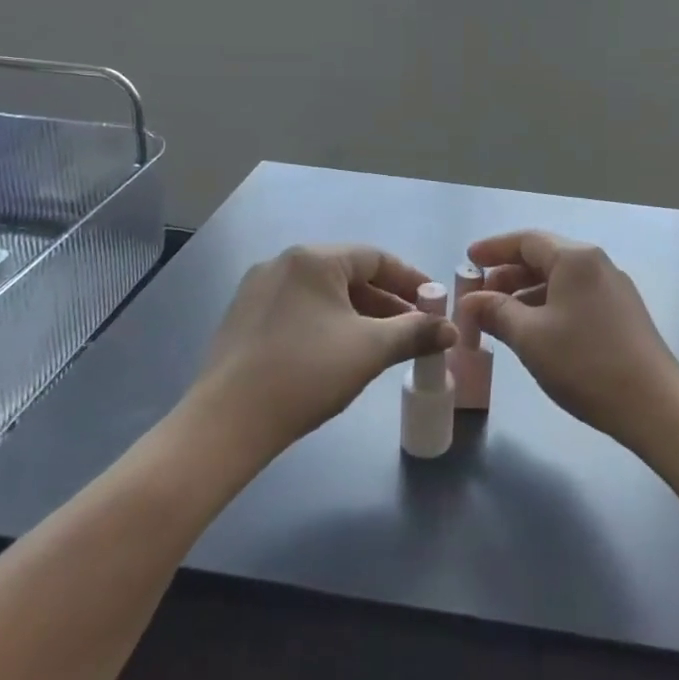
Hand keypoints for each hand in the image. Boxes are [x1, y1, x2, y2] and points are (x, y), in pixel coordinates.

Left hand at [190, 245, 455, 456]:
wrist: (227, 422)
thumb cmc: (306, 373)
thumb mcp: (370, 350)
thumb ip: (415, 333)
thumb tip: (451, 329)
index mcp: (314, 259)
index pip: (376, 258)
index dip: (411, 280)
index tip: (434, 303)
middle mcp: (283, 262)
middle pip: (348, 274)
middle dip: (386, 301)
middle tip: (414, 328)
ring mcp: (258, 289)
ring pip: (323, 294)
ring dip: (358, 314)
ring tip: (382, 344)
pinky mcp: (243, 318)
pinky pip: (299, 309)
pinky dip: (327, 323)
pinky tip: (338, 353)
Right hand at [462, 230, 678, 447]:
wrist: (654, 405)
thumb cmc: (585, 363)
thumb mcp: (530, 337)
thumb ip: (496, 312)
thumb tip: (471, 301)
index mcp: (575, 259)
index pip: (526, 240)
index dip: (493, 249)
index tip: (467, 261)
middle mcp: (597, 264)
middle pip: (544, 258)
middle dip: (507, 275)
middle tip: (478, 297)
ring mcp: (614, 289)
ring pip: (560, 281)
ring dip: (526, 294)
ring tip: (500, 318)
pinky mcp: (623, 314)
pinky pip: (575, 298)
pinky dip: (548, 306)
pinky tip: (534, 332)